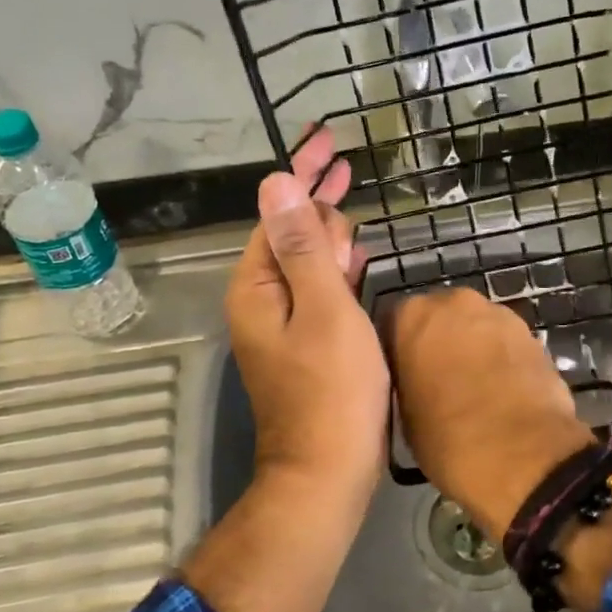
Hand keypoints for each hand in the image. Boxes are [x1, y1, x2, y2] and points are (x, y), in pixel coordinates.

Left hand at [224, 129, 387, 497]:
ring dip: (327, 227)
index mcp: (258, 285)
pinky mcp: (308, 342)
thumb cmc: (332, 390)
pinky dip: (336, 264)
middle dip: (315, 194)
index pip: (278, 211)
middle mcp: (263, 299)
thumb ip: (302, 245)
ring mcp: (285, 323)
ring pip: (306, 260)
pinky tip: (353, 251)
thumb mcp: (322, 310)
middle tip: (343, 159)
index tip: (326, 138)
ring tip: (348, 193)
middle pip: (290, 231)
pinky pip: (320, 288)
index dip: (302, 172)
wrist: (328, 472)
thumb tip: (276, 182)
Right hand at [382, 287, 593, 542]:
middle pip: (439, 317)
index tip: (403, 377)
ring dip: (472, 348)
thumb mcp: (403, 415)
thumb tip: (416, 381)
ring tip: (474, 389)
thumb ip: (405, 381)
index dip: (398, 352)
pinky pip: (505, 343)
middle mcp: (455, 302)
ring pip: (476, 327)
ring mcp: (499, 314)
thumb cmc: (448, 439)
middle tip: (438, 380)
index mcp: (412, 316)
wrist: (524, 456)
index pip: (393, 324)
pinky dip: (501, 360)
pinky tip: (502, 391)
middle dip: (438, 342)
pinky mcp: (533, 334)